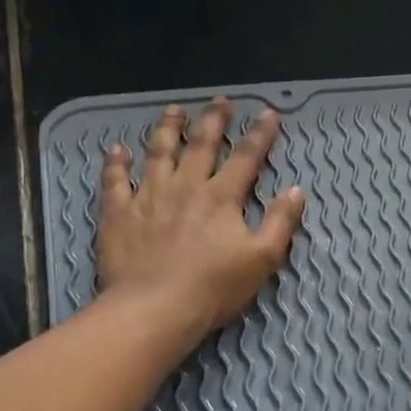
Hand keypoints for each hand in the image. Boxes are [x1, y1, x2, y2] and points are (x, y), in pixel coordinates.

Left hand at [94, 99, 304, 337]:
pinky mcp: (119, 214)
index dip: (260, 134)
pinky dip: (116, 163)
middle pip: (200, 144)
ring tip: (174, 110)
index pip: (246, 157)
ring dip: (167, 128)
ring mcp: (148, 197)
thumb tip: (296, 190)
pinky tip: (118, 149)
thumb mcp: (262, 260)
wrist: (154, 308)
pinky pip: (115, 181)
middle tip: (220, 101)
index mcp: (221, 197)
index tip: (269, 113)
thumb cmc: (213, 288)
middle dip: (213, 120)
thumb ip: (280, 222)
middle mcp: (185, 187)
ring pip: (158, 152)